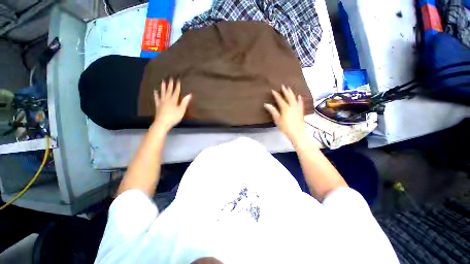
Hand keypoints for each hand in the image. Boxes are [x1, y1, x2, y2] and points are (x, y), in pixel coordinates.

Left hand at [153, 78, 191, 131]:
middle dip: (170, 84)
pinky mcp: (158, 105)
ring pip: (162, 92)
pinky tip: (155, 90)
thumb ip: (185, 102)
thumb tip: (189, 95)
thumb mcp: (181, 110)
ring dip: (163, 87)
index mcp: (173, 100)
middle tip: (170, 77)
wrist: (162, 123)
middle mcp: (167, 99)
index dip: (177, 86)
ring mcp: (161, 102)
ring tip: (163, 81)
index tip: (178, 79)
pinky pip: (156, 98)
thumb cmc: (173, 117)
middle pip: (169, 90)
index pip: (176, 92)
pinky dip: (156, 94)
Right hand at [264, 85, 306, 142]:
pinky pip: (301, 103)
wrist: (297, 133)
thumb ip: (273, 111)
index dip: (276, 95)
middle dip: (285, 91)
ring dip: (292, 93)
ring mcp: (297, 108)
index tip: (273, 90)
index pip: (280, 100)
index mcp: (285, 108)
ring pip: (295, 99)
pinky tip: (299, 96)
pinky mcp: (301, 112)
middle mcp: (292, 106)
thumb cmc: (285, 127)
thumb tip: (266, 104)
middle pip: (288, 97)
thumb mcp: (277, 119)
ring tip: (290, 88)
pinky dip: (300, 99)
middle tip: (283, 86)